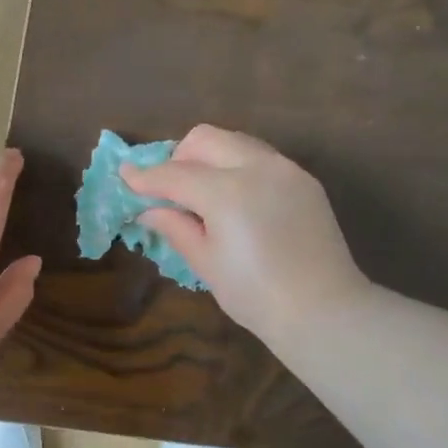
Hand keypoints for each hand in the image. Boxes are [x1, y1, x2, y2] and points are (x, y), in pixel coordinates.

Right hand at [121, 125, 369, 345]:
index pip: (174, 174)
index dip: (145, 177)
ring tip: (201, 194)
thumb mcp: (206, 263)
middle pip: (204, 139)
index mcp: (227, 192)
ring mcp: (285, 169)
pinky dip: (237, 167)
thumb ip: (176, 228)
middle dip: (178, 157)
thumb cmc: (255, 295)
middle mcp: (257, 167)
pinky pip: (261, 158)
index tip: (125, 176)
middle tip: (169, 190)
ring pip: (235, 141)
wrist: (322, 309)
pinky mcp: (304, 180)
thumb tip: (149, 210)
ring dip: (209, 158)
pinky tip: (236, 202)